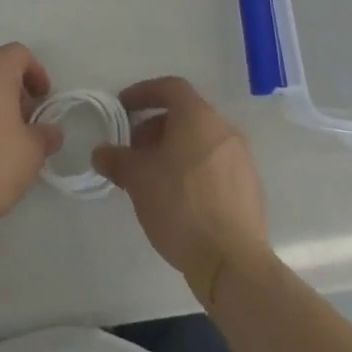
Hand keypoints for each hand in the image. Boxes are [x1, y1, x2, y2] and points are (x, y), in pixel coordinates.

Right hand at [91, 77, 268, 304]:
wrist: (232, 263)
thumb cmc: (181, 206)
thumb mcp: (137, 179)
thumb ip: (116, 159)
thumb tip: (101, 153)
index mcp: (199, 117)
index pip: (170, 88)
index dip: (143, 92)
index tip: (123, 107)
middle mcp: (224, 130)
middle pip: (186, 115)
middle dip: (155, 126)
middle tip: (134, 149)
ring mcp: (242, 160)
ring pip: (201, 141)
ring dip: (174, 149)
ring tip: (153, 176)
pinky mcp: (250, 189)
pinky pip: (215, 164)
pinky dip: (193, 168)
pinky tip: (178, 197)